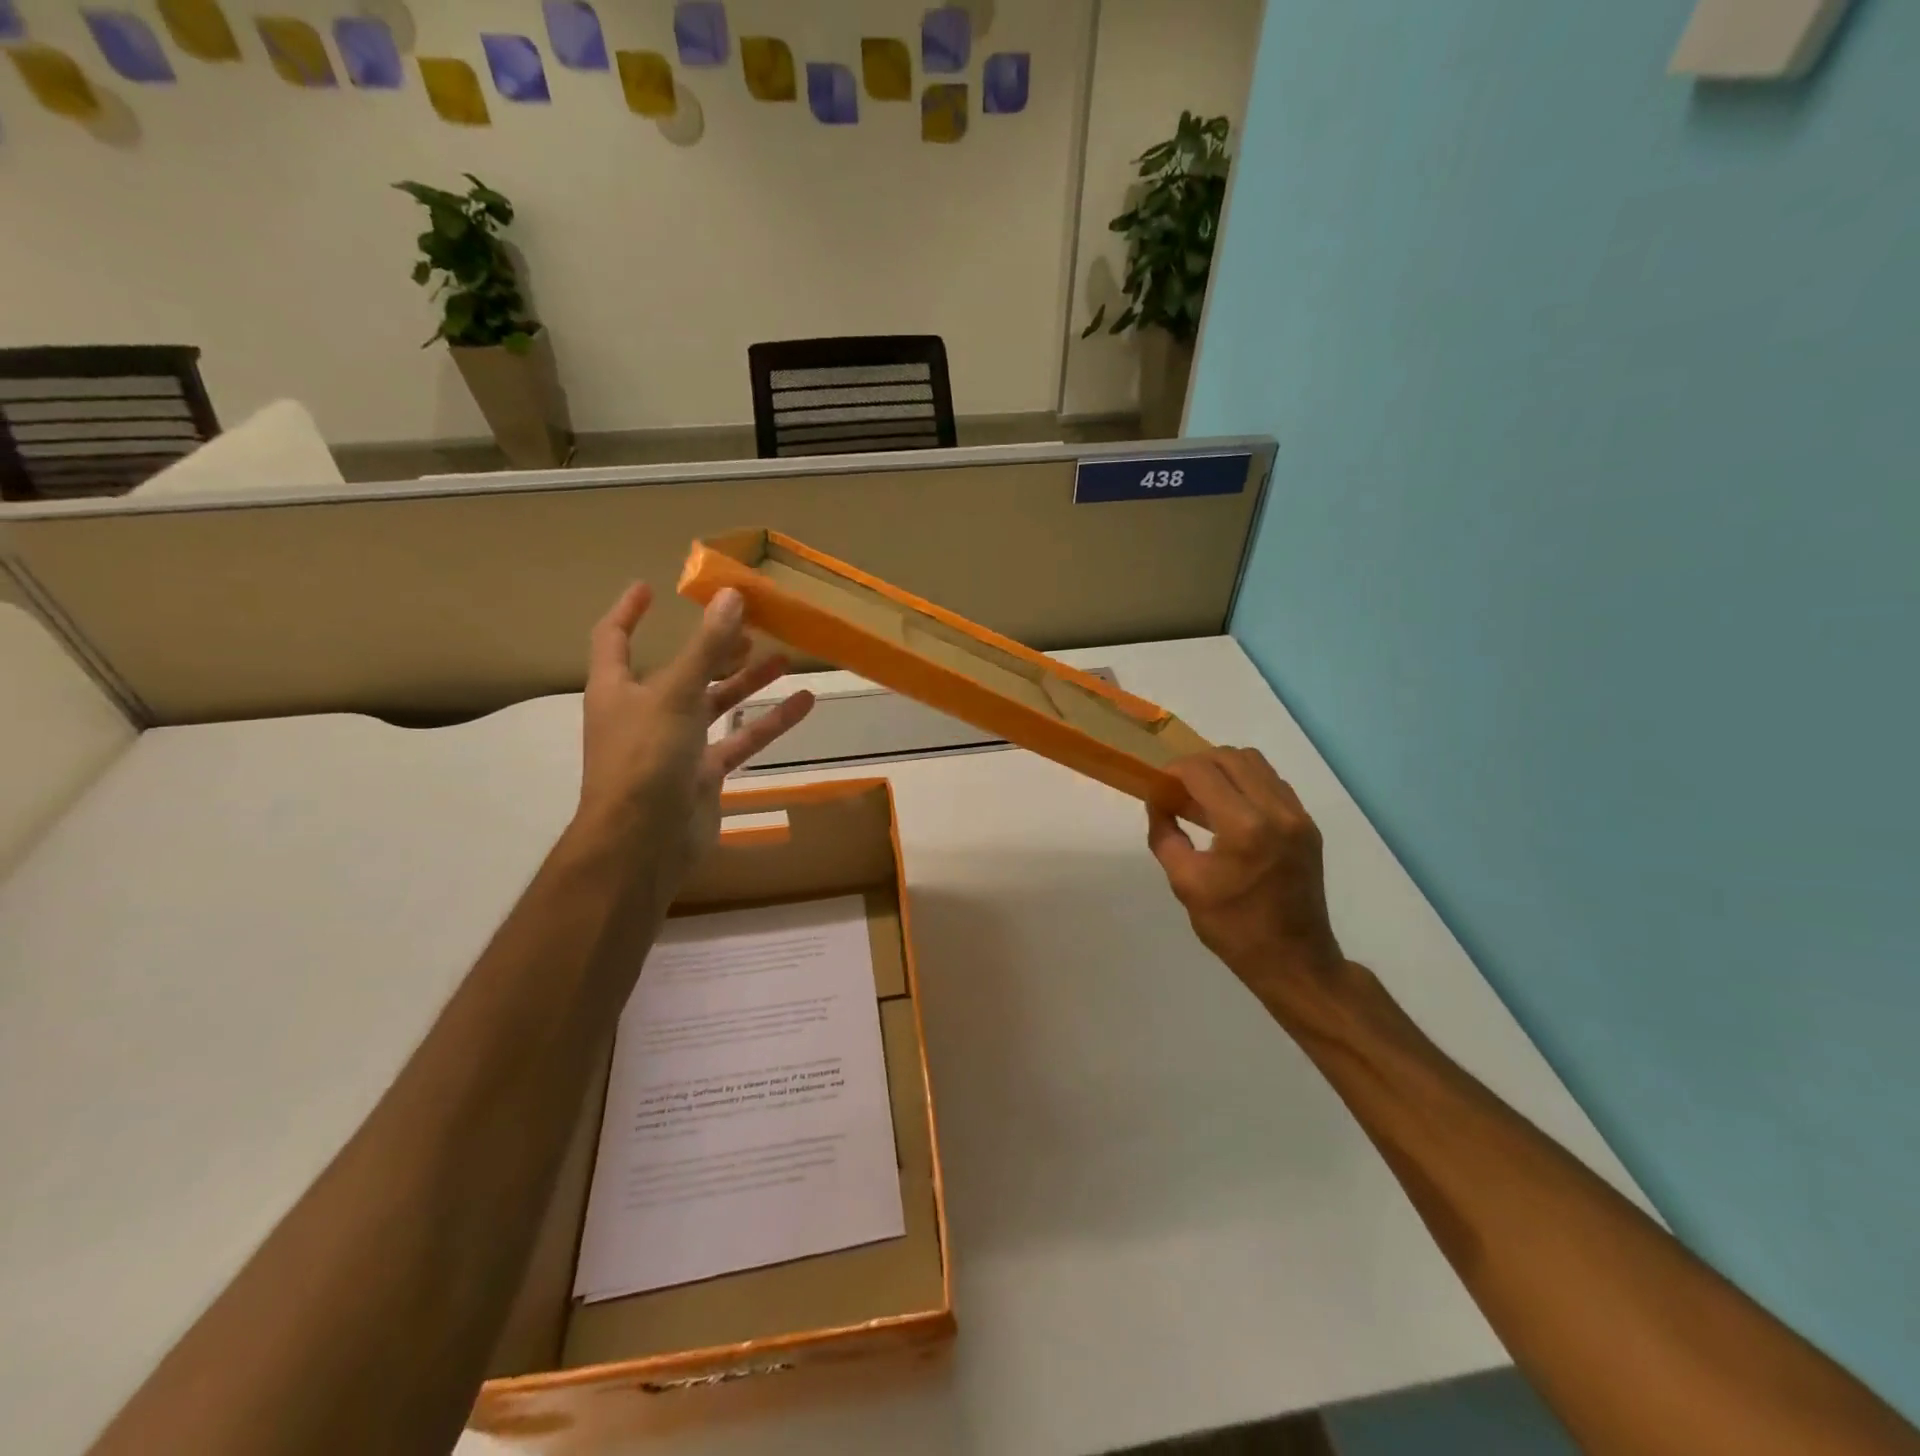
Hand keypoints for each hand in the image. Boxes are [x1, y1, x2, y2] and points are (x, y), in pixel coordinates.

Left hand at [576, 581, 813, 890]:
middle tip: (750, 626)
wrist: (643, 843)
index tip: (651, 588)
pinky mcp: (703, 774)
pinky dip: (769, 722)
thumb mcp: (676, 693)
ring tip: (784, 657)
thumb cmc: (645, 758)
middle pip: (682, 670)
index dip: (629, 612)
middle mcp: (645, 712)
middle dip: (713, 648)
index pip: (614, 638)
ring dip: (747, 682)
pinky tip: (803, 703)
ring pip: (716, 704)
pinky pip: (739, 740)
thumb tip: (731, 595)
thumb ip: (706, 647)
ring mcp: (676, 746)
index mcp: (619, 688)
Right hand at [1147, 748, 1345, 1008]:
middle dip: (1197, 765)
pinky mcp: (1307, 825)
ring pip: (1255, 763)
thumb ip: (1165, 835)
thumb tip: (1157, 802)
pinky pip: (1272, 783)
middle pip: (1231, 757)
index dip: (1174, 771)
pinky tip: (1229, 809)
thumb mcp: (1184, 883)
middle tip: (1176, 789)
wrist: (1294, 961)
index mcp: (1245, 827)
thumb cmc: (1234, 928)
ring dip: (1223, 769)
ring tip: (1201, 796)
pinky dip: (1246, 783)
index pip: (1203, 772)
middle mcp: (1277, 811)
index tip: (1158, 787)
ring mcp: (1298, 816)